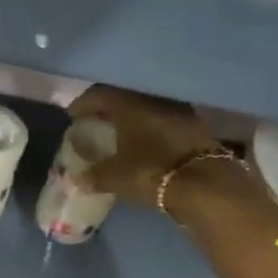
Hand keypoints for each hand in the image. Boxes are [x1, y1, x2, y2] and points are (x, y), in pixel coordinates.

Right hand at [67, 85, 227, 204]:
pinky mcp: (194, 125)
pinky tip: (144, 141)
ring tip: (118, 132)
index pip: (99, 94)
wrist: (205, 183)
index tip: (72, 116)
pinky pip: (162, 119)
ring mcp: (176, 109)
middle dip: (106, 109)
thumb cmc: (151, 172)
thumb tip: (77, 180)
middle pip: (123, 97)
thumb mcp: (115, 177)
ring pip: (145, 107)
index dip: (83, 104)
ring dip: (130, 117)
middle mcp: (152, 99)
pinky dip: (149, 126)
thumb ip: (94, 176)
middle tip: (94, 122)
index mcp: (128, 104)